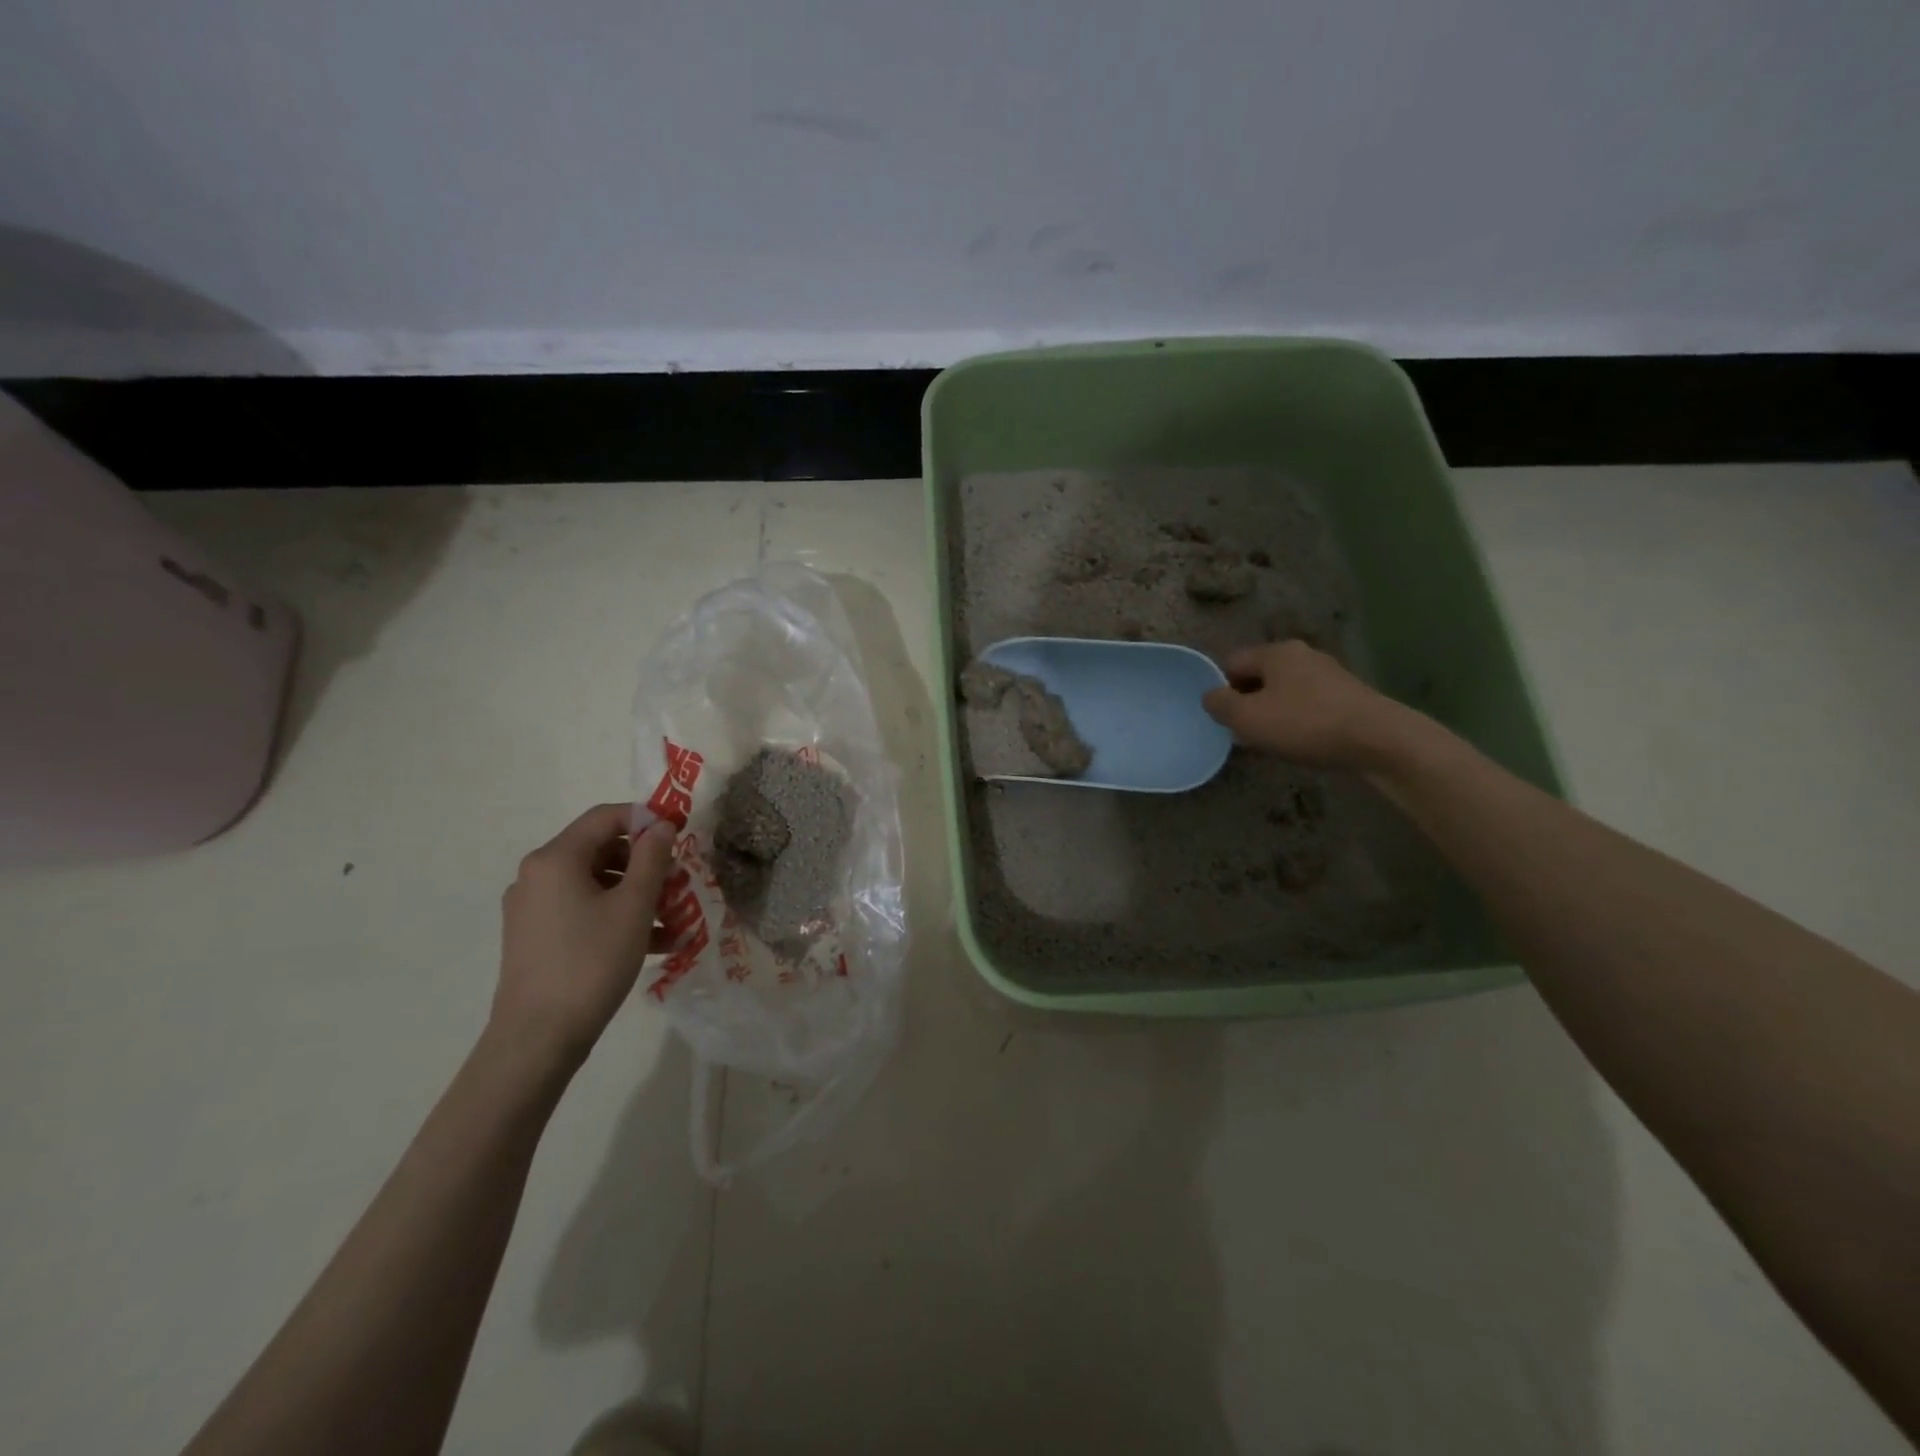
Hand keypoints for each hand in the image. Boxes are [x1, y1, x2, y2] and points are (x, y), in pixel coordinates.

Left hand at [492, 804, 676, 1066]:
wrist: (538, 1037)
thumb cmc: (591, 962)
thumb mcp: (634, 906)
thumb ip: (652, 858)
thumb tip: (661, 825)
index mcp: (556, 859)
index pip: (606, 817)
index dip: (646, 819)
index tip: (680, 837)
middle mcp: (537, 875)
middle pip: (601, 850)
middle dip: (646, 863)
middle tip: (679, 884)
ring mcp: (532, 907)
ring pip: (595, 883)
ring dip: (637, 894)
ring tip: (674, 921)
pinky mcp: (535, 936)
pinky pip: (582, 910)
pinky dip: (616, 916)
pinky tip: (653, 943)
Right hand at [1201, 640, 1409, 768]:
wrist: (1379, 740)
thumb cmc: (1305, 724)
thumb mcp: (1248, 718)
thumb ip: (1220, 705)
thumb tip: (1211, 696)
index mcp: (1276, 652)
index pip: (1232, 662)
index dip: (1220, 689)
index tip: (1222, 718)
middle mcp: (1302, 655)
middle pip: (1259, 677)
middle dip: (1247, 703)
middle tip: (1244, 733)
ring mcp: (1328, 674)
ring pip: (1284, 692)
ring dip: (1272, 714)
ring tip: (1272, 742)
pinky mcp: (1347, 696)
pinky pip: (1308, 705)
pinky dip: (1298, 721)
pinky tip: (1301, 743)